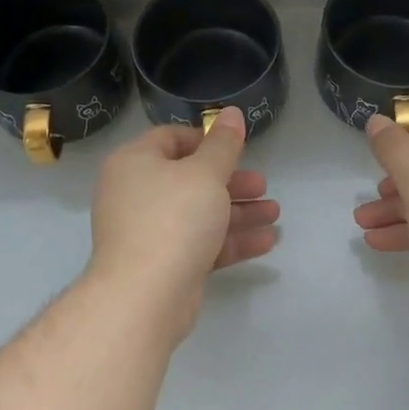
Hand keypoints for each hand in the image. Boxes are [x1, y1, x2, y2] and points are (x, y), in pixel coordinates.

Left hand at [87, 106, 279, 333]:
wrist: (144, 296)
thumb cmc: (174, 219)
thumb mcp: (206, 174)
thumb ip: (223, 144)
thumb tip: (231, 113)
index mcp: (134, 162)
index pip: (171, 138)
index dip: (207, 140)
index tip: (238, 149)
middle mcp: (136, 193)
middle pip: (190, 178)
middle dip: (232, 182)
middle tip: (263, 186)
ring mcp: (148, 231)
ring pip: (199, 213)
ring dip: (238, 212)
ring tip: (274, 214)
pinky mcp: (163, 263)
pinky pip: (200, 243)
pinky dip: (229, 240)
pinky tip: (266, 241)